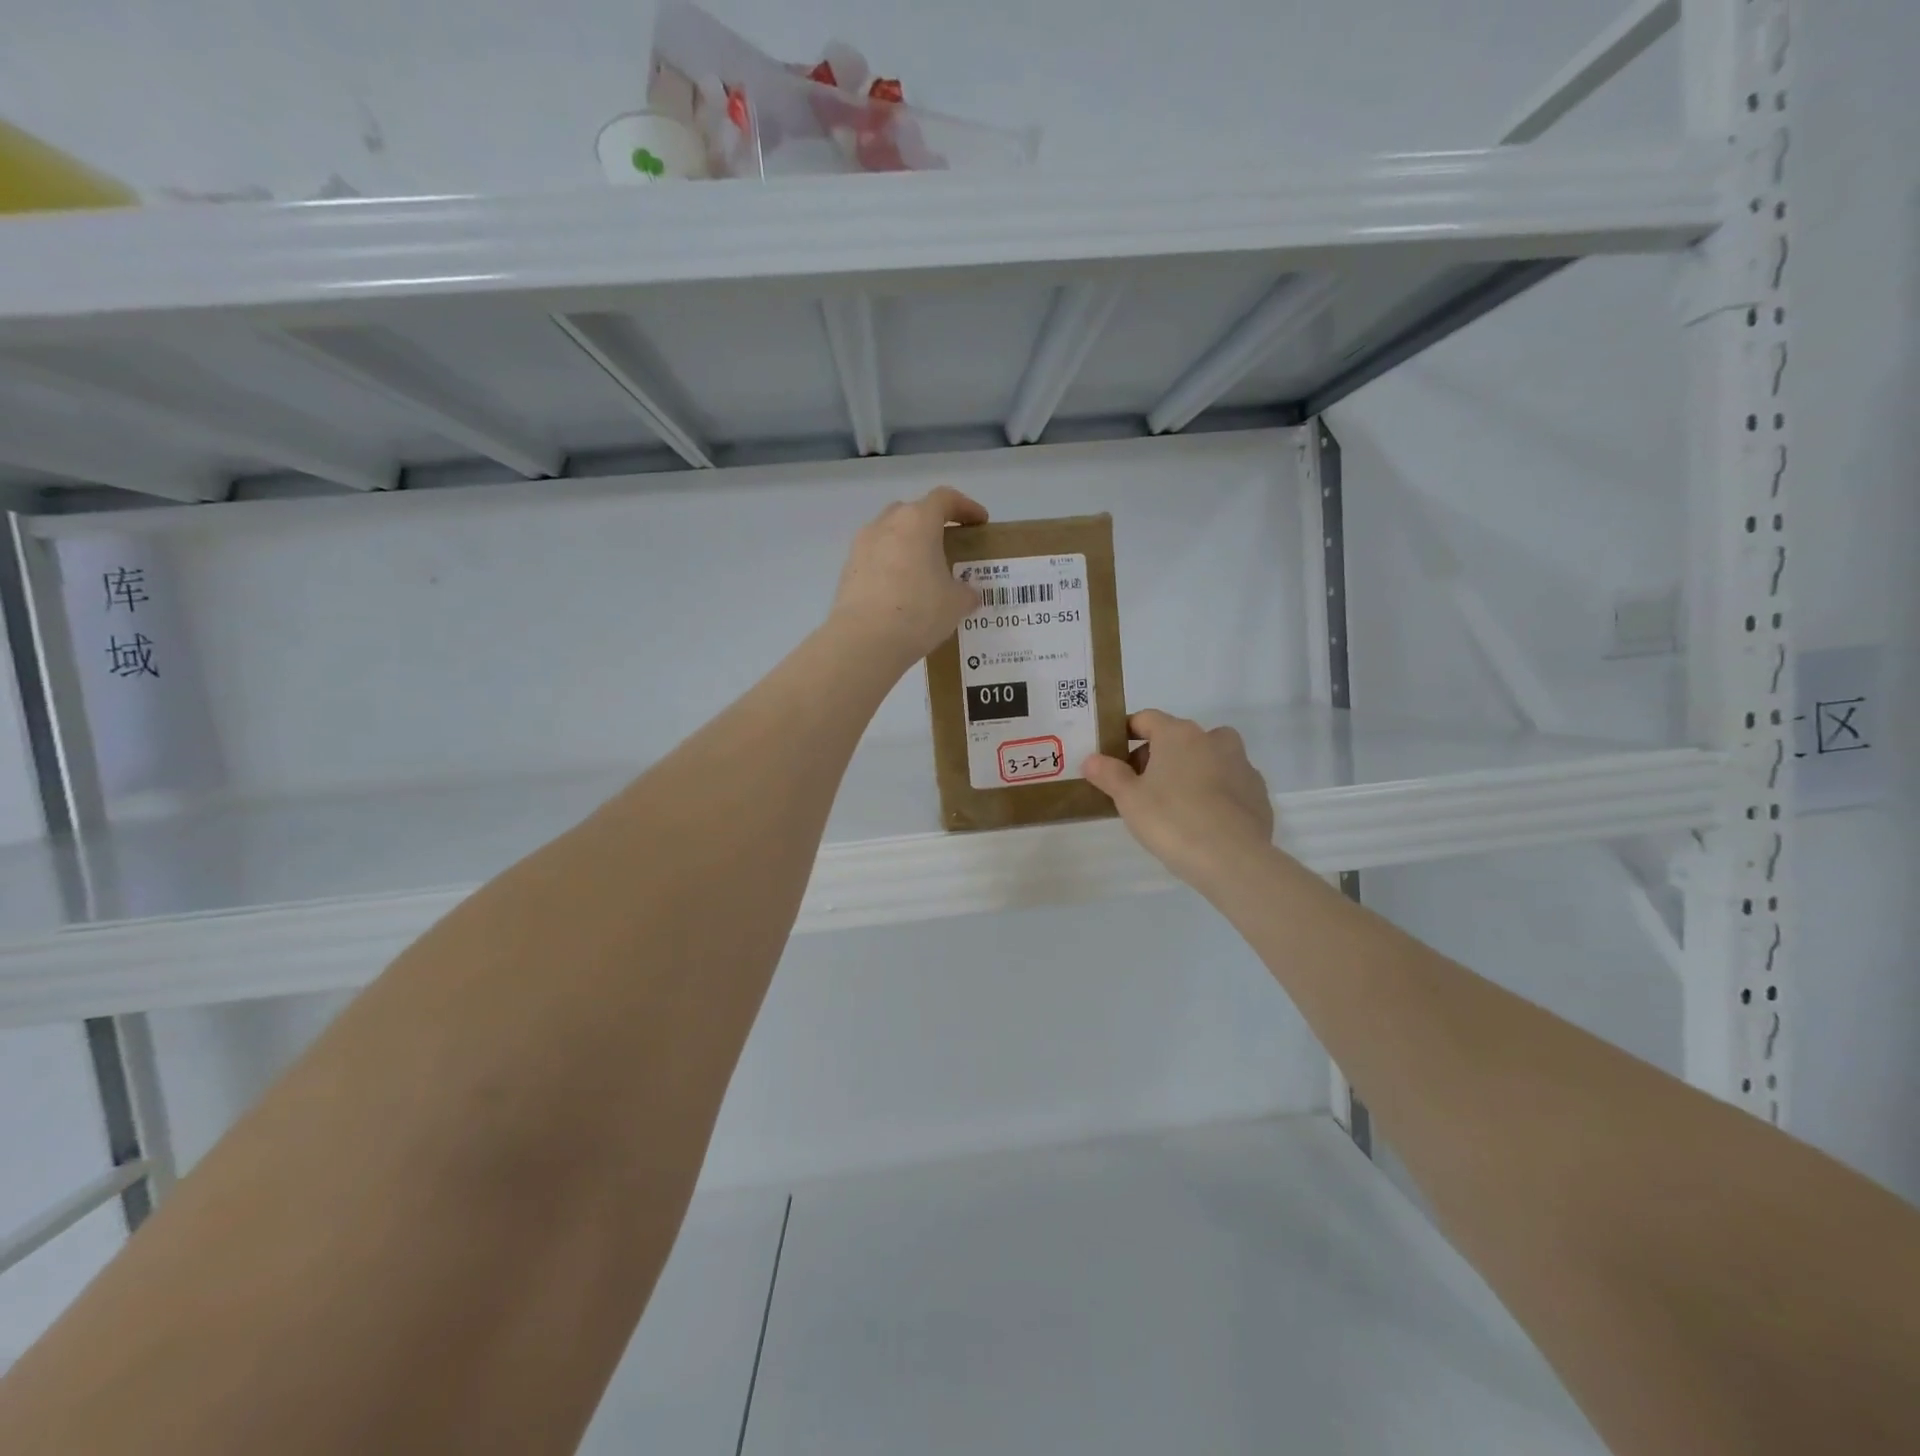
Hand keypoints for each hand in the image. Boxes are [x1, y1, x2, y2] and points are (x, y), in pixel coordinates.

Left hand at [829, 487, 987, 665]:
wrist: (864, 640)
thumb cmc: (918, 611)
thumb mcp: (956, 603)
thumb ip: (966, 592)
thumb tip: (967, 594)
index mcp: (917, 521)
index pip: (945, 499)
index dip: (966, 507)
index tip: (980, 522)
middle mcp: (886, 524)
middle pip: (913, 512)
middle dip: (932, 525)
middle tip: (947, 547)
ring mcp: (861, 545)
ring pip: (890, 534)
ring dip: (907, 546)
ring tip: (922, 573)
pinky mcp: (847, 570)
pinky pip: (875, 558)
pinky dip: (890, 567)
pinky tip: (900, 592)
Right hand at [1083, 710, 1275, 889]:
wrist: (1233, 859)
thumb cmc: (1172, 820)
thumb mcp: (1129, 799)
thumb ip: (1109, 774)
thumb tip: (1092, 759)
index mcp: (1178, 734)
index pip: (1146, 719)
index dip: (1127, 732)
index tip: (1114, 754)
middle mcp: (1213, 739)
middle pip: (1179, 737)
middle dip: (1158, 755)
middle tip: (1141, 786)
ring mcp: (1241, 764)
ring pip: (1208, 758)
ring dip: (1190, 771)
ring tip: (1174, 803)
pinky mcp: (1257, 792)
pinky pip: (1229, 783)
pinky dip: (1214, 792)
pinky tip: (1204, 820)